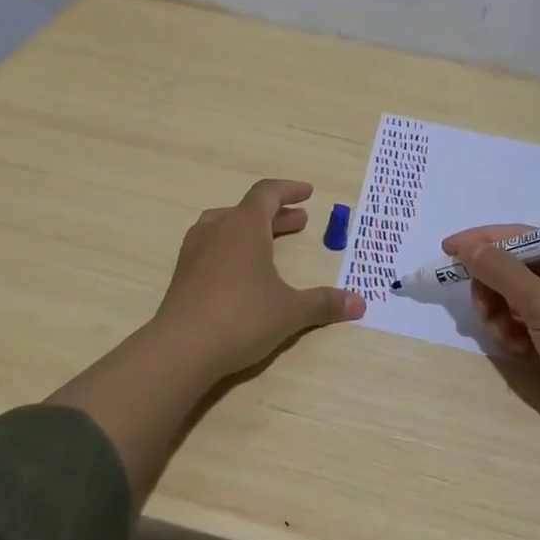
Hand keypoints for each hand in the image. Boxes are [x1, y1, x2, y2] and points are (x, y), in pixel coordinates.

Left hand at [153, 179, 365, 379]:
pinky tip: (239, 271)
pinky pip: (210, 246)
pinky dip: (231, 247)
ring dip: (250, 229)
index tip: (307, 193)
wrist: (181, 349)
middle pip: (248, 210)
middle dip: (276, 215)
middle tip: (299, 223)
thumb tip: (359, 304)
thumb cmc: (242, 317)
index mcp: (244, 226)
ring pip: (225, 225)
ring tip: (267, 242)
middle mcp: (217, 230)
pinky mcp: (182, 274)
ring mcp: (195, 251)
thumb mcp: (290, 311)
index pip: (267, 193)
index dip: (288, 190)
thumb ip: (323, 303)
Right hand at [442, 223, 539, 438]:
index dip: (481, 241)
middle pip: (511, 271)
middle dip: (492, 289)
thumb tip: (469, 247)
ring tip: (506, 338)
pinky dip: (514, 335)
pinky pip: (522, 326)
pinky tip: (519, 351)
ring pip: (512, 301)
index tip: (447, 250)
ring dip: (500, 316)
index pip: (518, 237)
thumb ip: (501, 270)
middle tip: (483, 311)